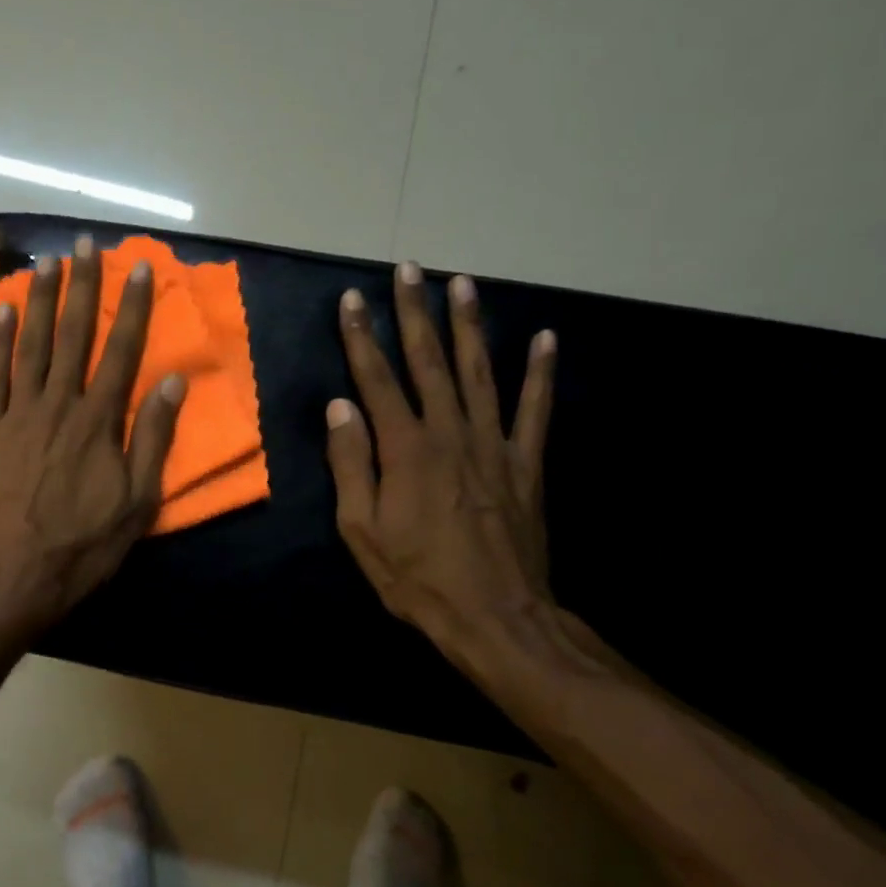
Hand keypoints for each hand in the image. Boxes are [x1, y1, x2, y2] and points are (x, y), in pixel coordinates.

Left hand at [0, 236, 184, 633]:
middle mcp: (59, 404)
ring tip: (45, 263)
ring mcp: (18, 414)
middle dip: (81, 286)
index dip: (132, 306)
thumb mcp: (138, 501)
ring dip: (38, 301)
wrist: (15, 574)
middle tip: (84, 245)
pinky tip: (0, 312)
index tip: (138, 268)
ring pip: (30, 345)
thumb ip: (153, 438)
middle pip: (73, 335)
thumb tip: (171, 383)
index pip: (121, 351)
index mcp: (99, 421)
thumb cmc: (84, 543)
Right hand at [326, 265, 557, 647]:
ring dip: (469, 325)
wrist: (497, 618)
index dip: (362, 336)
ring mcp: (494, 445)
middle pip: (429, 362)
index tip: (352, 299)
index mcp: (406, 450)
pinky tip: (545, 338)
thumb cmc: (417, 577)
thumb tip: (339, 407)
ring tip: (462, 282)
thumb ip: (350, 464)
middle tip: (409, 268)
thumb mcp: (361, 530)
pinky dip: (541, 373)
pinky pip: (536, 410)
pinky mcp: (526, 463)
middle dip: (415, 312)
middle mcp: (450, 433)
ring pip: (479, 372)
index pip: (377, 379)